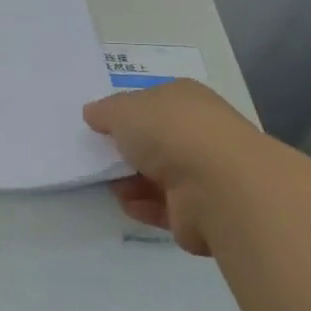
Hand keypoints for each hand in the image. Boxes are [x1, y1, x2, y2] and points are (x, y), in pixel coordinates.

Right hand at [83, 79, 256, 255]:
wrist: (216, 186)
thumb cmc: (169, 132)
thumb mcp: (123, 110)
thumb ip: (105, 111)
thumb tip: (93, 113)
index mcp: (186, 99)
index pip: (153, 101)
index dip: (127, 111)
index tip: (100, 124)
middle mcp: (199, 132)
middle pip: (155, 140)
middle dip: (127, 150)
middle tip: (98, 156)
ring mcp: (203, 173)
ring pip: (158, 175)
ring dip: (131, 181)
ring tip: (109, 184)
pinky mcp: (200, 211)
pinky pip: (164, 206)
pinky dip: (144, 206)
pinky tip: (128, 204)